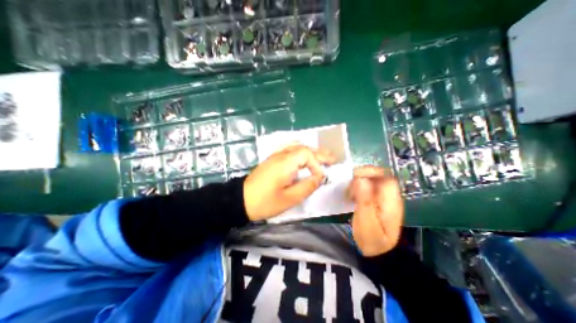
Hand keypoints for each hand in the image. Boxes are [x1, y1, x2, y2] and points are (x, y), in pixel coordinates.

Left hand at [242, 145, 332, 219]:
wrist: (241, 200)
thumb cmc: (265, 202)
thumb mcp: (289, 199)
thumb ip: (307, 186)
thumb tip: (319, 178)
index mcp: (285, 163)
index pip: (307, 155)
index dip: (317, 165)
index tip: (320, 178)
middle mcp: (281, 155)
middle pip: (303, 148)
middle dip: (319, 154)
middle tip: (333, 159)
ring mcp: (275, 155)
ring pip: (297, 147)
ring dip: (311, 151)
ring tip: (322, 156)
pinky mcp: (272, 159)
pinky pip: (289, 148)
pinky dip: (300, 150)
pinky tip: (303, 154)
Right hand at [346, 166, 404, 256]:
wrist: (379, 252)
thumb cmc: (372, 239)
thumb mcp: (366, 222)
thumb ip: (364, 200)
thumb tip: (360, 180)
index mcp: (391, 201)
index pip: (385, 177)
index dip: (369, 172)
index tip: (353, 177)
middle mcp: (390, 196)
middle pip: (378, 176)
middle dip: (362, 176)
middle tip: (349, 186)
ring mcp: (384, 198)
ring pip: (372, 180)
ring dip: (359, 182)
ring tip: (349, 192)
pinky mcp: (377, 201)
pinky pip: (368, 187)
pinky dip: (358, 187)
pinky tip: (352, 195)